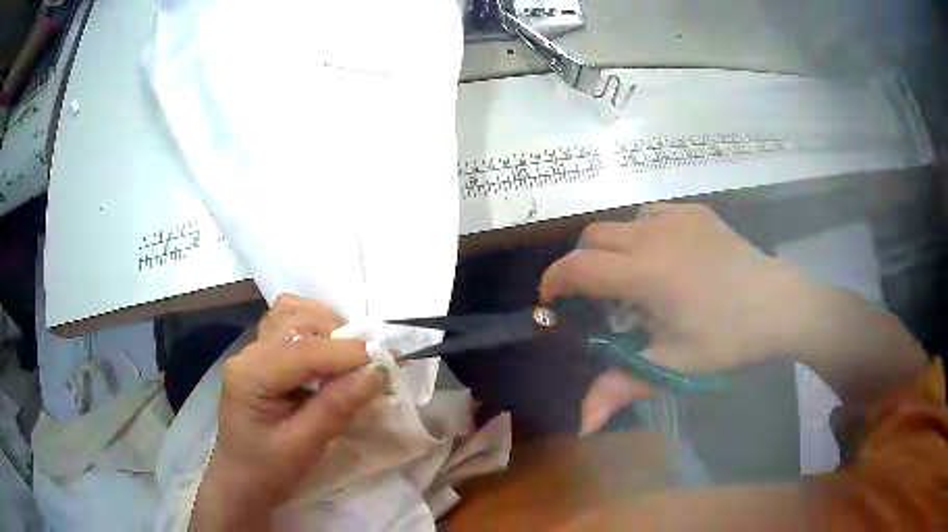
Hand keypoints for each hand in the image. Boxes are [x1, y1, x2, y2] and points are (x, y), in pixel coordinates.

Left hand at [190, 295, 385, 529]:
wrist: (240, 485)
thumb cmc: (267, 472)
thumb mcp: (303, 447)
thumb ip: (337, 407)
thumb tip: (377, 373)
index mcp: (251, 375)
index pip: (303, 350)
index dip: (347, 352)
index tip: (388, 360)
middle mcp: (249, 353)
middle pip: (296, 319)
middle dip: (338, 334)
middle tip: (371, 362)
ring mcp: (253, 353)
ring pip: (292, 315)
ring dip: (327, 327)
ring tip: (352, 356)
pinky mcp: (262, 359)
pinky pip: (290, 328)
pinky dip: (317, 332)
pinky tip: (331, 355)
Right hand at [539, 203, 825, 431]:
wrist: (778, 303)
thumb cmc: (729, 338)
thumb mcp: (675, 364)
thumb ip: (622, 387)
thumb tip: (583, 425)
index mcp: (647, 273)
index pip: (579, 267)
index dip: (555, 281)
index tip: (552, 302)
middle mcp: (655, 234)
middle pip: (593, 236)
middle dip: (581, 264)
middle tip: (595, 298)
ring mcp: (677, 218)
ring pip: (622, 222)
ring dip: (613, 248)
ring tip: (632, 279)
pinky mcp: (696, 212)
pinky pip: (652, 214)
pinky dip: (642, 232)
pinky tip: (662, 256)